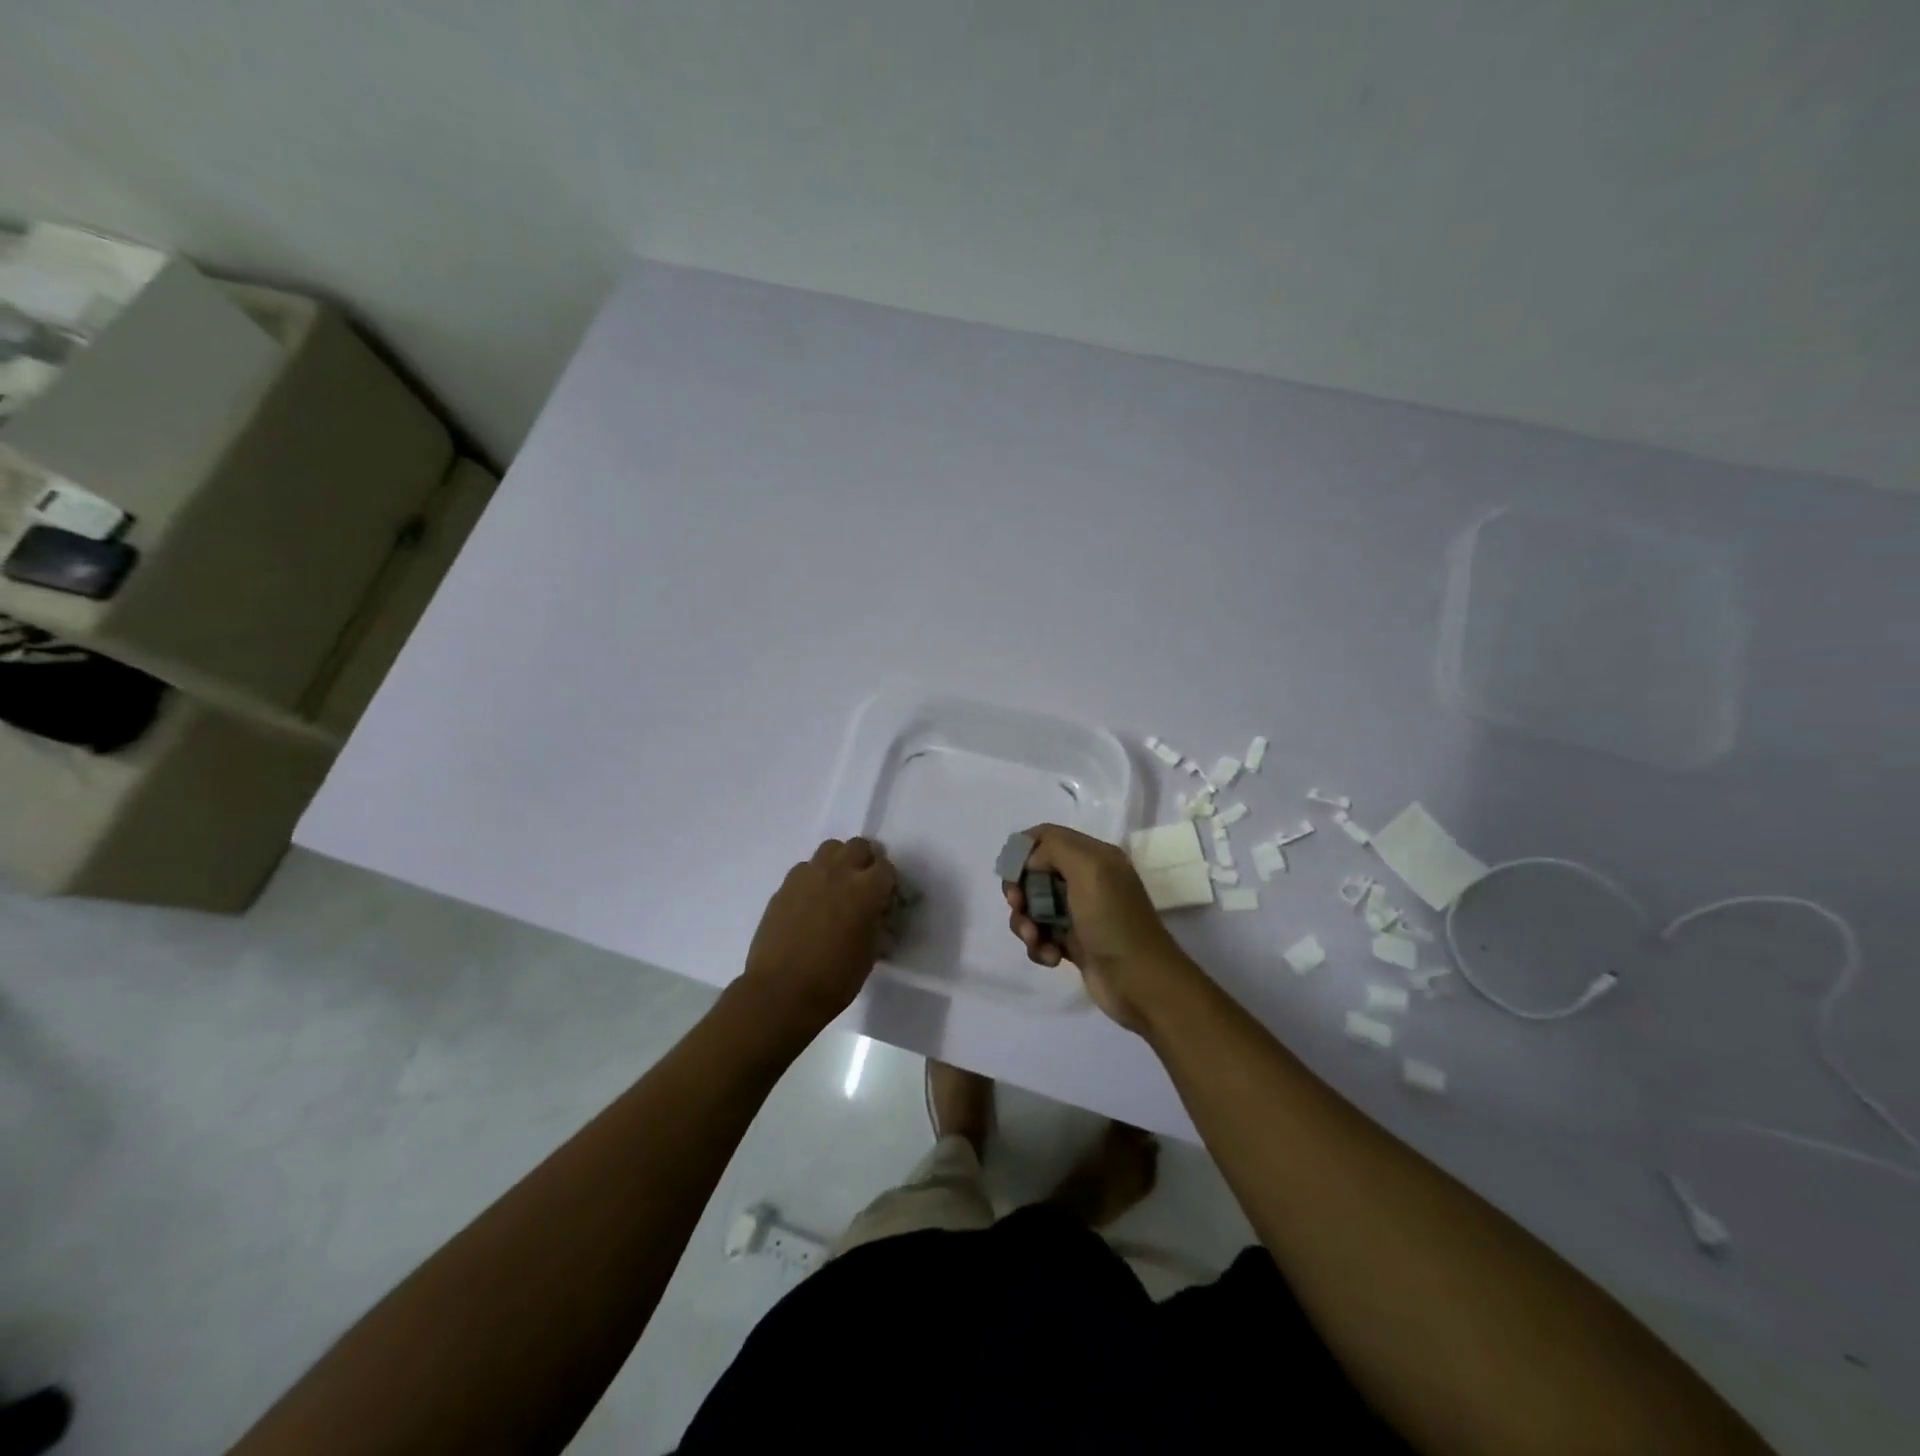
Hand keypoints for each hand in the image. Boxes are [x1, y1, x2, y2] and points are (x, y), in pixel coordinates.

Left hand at [739, 837, 897, 1033]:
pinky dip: (813, 877)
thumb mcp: (870, 954)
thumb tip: (877, 916)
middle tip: (863, 885)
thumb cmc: (834, 979)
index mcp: (866, 889)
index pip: (886, 868)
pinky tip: (811, 901)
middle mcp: (838, 873)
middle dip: (865, 861)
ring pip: (830, 849)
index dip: (888, 882)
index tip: (885, 899)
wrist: (781, 992)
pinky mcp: (784, 886)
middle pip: (858, 846)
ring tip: (837, 886)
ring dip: (839, 862)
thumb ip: (877, 924)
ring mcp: (807, 876)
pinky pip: (805, 868)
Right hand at [1003, 824, 1198, 1031]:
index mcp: (1094, 856)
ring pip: (1033, 907)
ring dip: (1026, 923)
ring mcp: (1079, 913)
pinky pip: (1040, 935)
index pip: (1046, 837)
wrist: (1140, 983)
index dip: (1023, 851)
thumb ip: (1054, 848)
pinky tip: (1051, 957)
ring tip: (1037, 939)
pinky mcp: (1073, 943)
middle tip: (1019, 906)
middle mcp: (1086, 880)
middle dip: (1020, 890)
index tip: (1013, 874)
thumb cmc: (1113, 921)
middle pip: (1034, 872)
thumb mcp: (1089, 869)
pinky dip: (1038, 945)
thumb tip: (1030, 862)